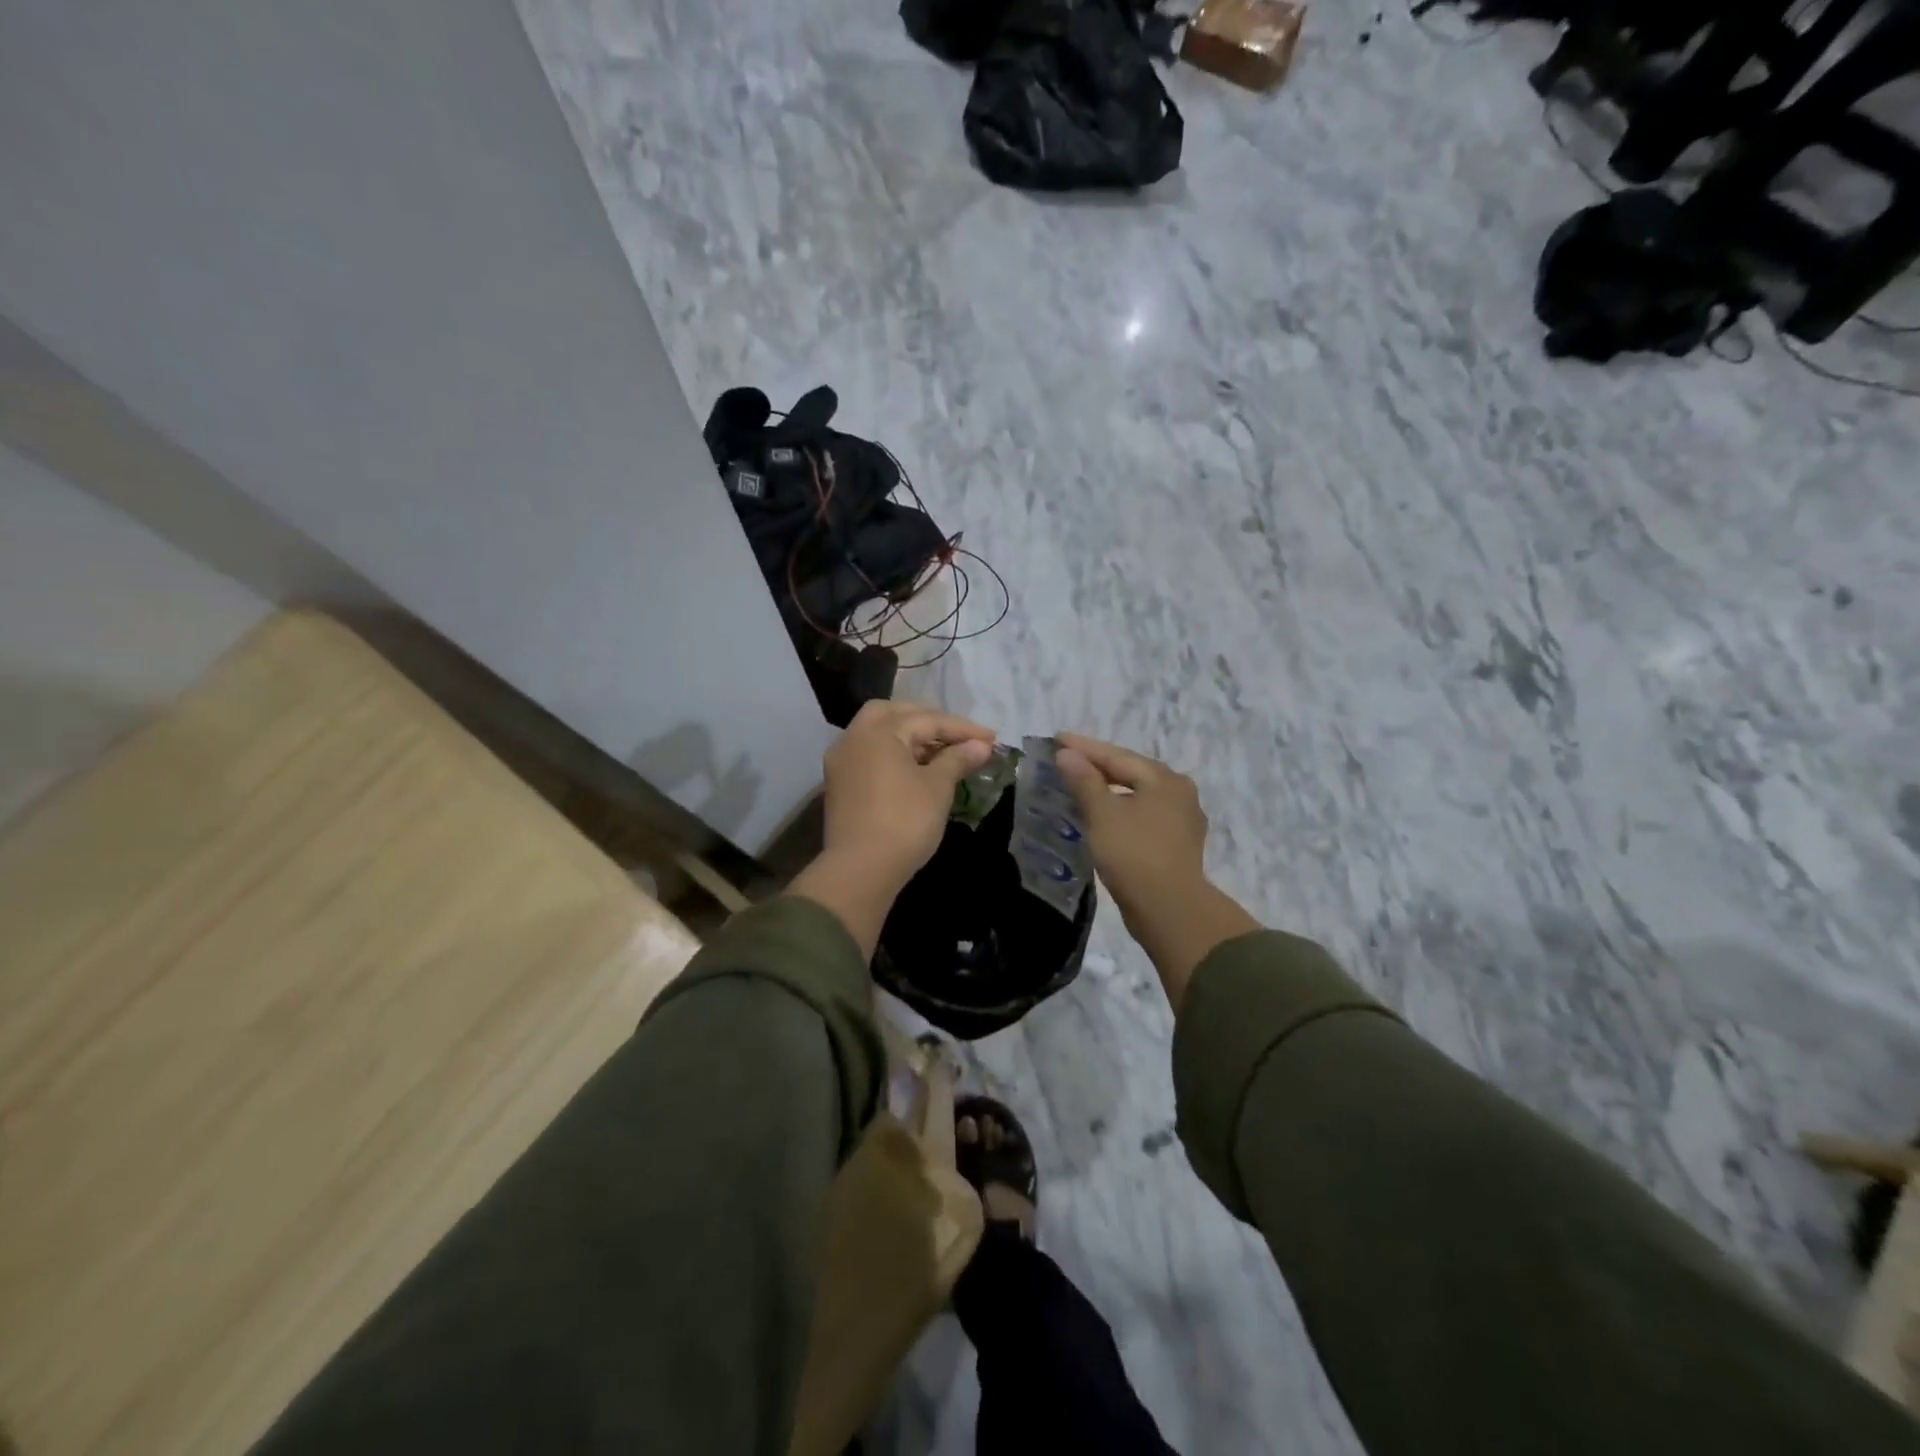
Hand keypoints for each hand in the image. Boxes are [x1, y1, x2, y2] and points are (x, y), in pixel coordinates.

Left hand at [791, 702, 995, 958]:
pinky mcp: (839, 784)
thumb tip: (980, 746)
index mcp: (879, 732)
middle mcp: (854, 738)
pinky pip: (869, 755)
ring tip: (941, 752)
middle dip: (928, 720)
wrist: (860, 871)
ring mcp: (842, 761)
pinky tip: (915, 768)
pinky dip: (893, 753)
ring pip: (878, 734)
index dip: (962, 728)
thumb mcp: (937, 788)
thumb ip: (958, 759)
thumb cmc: (904, 822)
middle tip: (957, 735)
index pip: (927, 720)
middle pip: (894, 714)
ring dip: (909, 736)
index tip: (991, 739)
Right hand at [1054, 734, 1208, 918]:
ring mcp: (1181, 820)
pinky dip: (1120, 810)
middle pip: (1130, 772)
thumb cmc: (1134, 854)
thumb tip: (1067, 754)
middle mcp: (1179, 793)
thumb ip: (1084, 780)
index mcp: (1164, 779)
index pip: (1117, 755)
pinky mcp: (1177, 845)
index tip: (1056, 738)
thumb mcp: (1102, 813)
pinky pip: (1142, 816)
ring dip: (1108, 789)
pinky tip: (1104, 817)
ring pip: (1137, 795)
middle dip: (1097, 766)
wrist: (1170, 910)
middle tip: (1066, 759)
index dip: (1084, 747)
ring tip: (1081, 786)